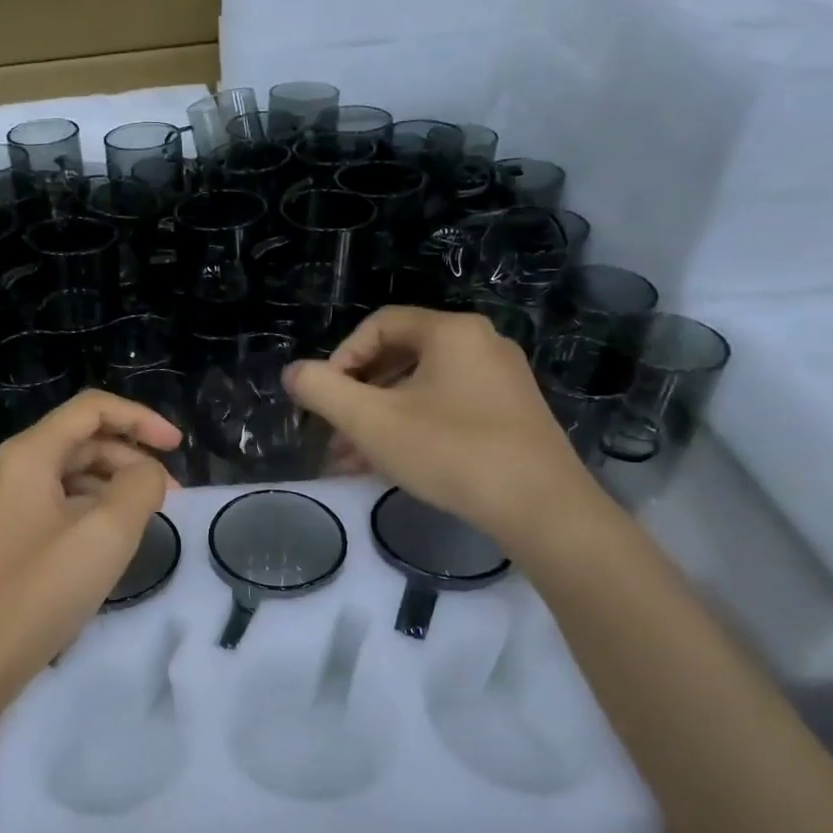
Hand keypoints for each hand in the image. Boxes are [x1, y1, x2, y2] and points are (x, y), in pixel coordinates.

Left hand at [0, 390, 181, 707]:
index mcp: (27, 454)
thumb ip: (140, 487)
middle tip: (170, 498)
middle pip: (81, 441)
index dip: (141, 418)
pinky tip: (108, 543)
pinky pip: (54, 506)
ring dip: (112, 487)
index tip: (178, 447)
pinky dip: (89, 511)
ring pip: (68, 476)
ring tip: (145, 522)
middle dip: (131, 459)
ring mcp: (0, 504)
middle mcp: (9, 468)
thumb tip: (147, 474)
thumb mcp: (105, 534)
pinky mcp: (1, 537)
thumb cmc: (37, 593)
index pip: (92, 408)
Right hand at [284, 307, 594, 546]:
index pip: (380, 325)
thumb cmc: (449, 451)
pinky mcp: (511, 416)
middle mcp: (481, 345)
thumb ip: (322, 391)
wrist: (539, 507)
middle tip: (332, 432)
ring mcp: (501, 382)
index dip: (341, 357)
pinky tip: (388, 466)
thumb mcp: (371, 421)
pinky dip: (412, 429)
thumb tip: (292, 372)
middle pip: (400, 357)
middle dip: (357, 397)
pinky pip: (447, 409)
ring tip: (350, 460)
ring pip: (421, 390)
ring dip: (380, 419)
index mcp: (451, 332)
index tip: (323, 398)